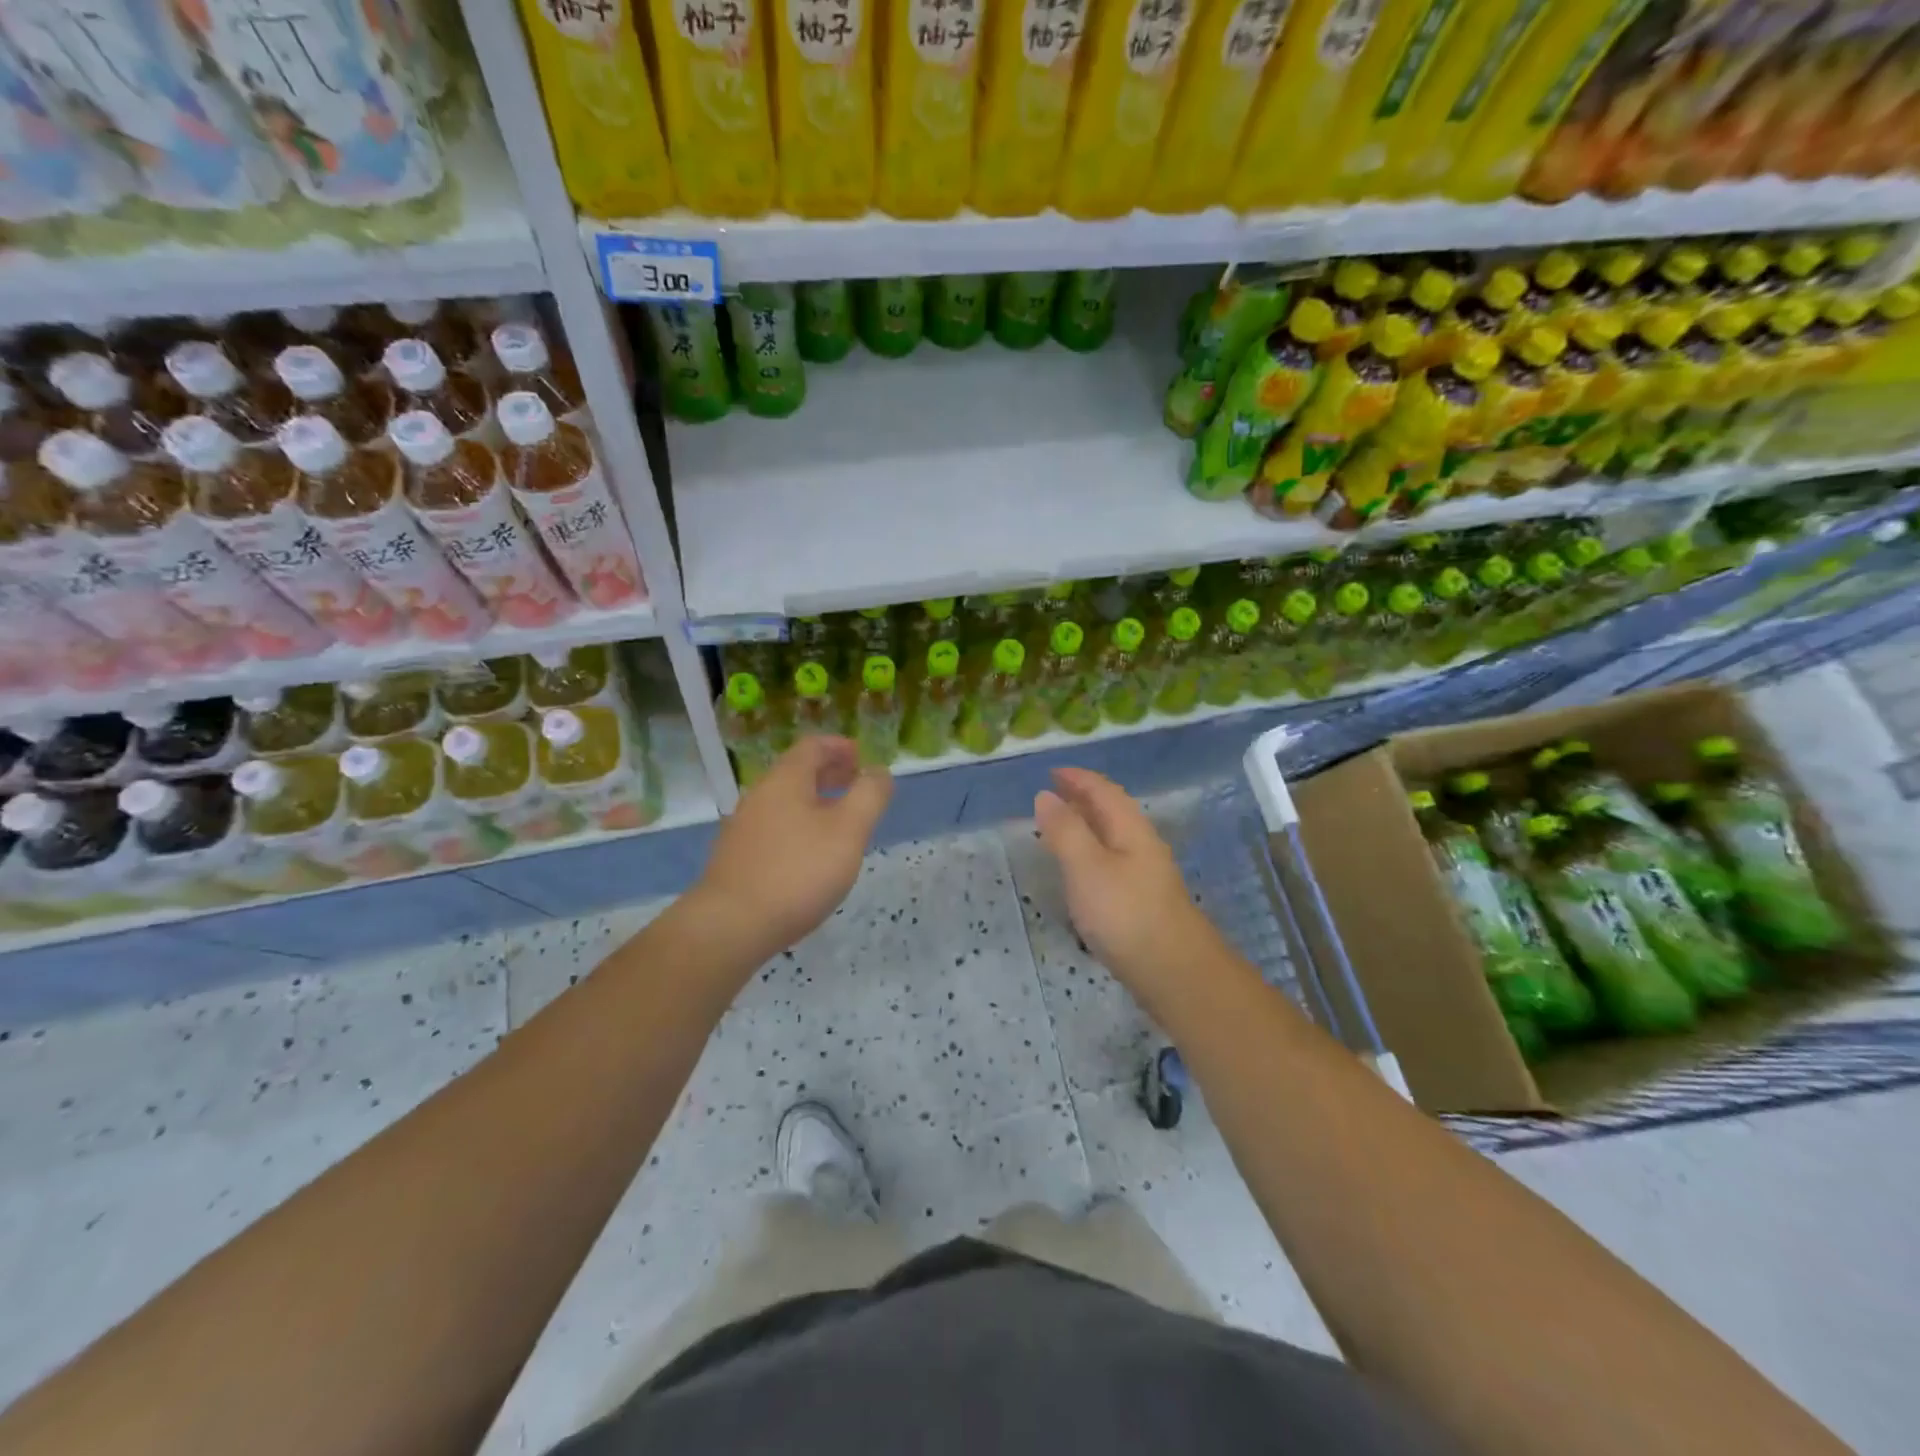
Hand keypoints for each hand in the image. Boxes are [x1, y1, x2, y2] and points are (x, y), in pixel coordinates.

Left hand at [696, 736, 891, 962]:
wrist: (731, 925)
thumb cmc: (798, 871)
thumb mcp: (849, 831)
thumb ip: (869, 796)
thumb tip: (879, 772)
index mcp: (786, 780)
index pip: (813, 746)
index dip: (840, 747)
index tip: (863, 758)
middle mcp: (760, 795)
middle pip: (797, 771)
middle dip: (830, 773)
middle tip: (857, 786)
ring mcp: (744, 826)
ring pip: (786, 801)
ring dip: (816, 802)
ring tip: (841, 822)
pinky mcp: (738, 856)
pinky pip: (775, 826)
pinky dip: (799, 825)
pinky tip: (811, 855)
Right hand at [1034, 767, 1223, 1016]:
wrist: (1175, 972)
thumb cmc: (1126, 914)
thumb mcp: (1086, 867)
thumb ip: (1065, 831)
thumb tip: (1045, 795)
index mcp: (1130, 829)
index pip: (1104, 790)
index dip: (1078, 778)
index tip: (1052, 771)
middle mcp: (1142, 845)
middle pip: (1112, 810)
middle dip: (1083, 797)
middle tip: (1052, 794)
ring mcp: (1145, 874)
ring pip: (1113, 836)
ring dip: (1087, 825)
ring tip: (1060, 827)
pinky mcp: (1142, 901)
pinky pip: (1112, 860)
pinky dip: (1091, 851)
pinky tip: (1081, 871)